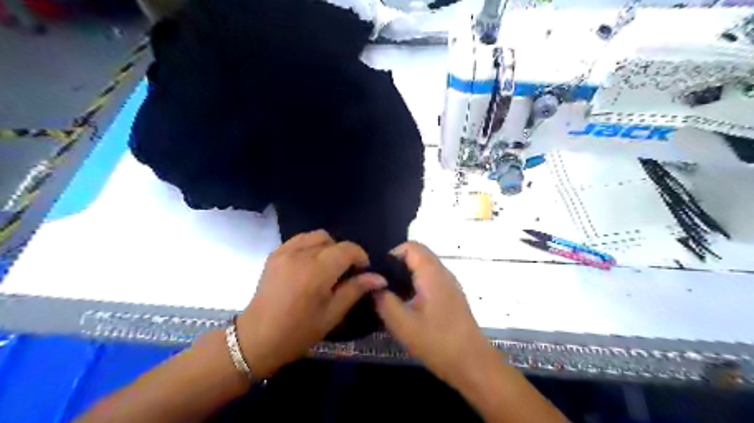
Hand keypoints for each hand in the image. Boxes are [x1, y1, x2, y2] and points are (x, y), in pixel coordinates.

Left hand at [235, 232, 388, 378]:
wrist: (256, 338)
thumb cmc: (298, 332)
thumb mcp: (332, 314)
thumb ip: (355, 290)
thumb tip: (379, 278)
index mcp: (317, 271)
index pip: (348, 249)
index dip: (361, 257)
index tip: (362, 272)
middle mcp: (301, 254)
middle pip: (333, 240)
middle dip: (344, 253)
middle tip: (345, 273)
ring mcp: (285, 251)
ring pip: (316, 236)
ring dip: (327, 247)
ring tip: (327, 267)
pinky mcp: (275, 254)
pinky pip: (299, 239)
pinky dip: (310, 246)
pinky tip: (310, 264)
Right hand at [372, 241, 491, 382]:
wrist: (473, 364)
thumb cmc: (437, 342)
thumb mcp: (402, 324)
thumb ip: (384, 301)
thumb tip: (374, 286)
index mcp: (432, 273)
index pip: (410, 246)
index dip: (391, 255)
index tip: (379, 275)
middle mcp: (443, 272)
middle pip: (418, 255)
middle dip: (397, 266)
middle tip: (382, 287)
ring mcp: (450, 284)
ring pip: (424, 268)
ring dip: (406, 276)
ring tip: (392, 296)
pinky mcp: (452, 296)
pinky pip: (431, 279)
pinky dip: (416, 284)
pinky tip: (408, 305)